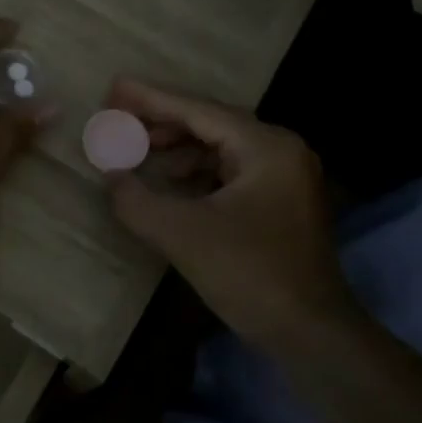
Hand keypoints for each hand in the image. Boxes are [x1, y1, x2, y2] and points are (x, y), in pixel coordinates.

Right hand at [104, 78, 357, 347]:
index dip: (152, 99)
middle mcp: (281, 151)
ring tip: (137, 152)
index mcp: (266, 147)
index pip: (199, 111)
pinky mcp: (280, 204)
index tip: (115, 88)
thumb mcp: (182, 235)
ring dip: (178, 149)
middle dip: (162, 123)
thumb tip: (110, 176)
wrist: (311, 334)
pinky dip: (196, 174)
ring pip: (221, 149)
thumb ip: (137, 200)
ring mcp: (285, 178)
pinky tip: (169, 183)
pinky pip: (230, 173)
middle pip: (211, 124)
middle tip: (119, 120)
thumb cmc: (250, 274)